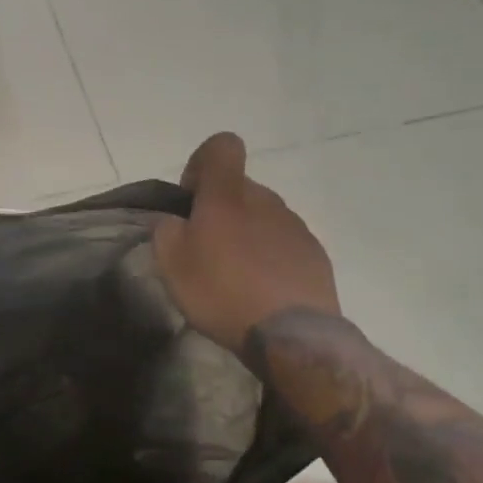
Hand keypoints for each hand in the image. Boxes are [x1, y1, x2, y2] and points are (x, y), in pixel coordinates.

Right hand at [153, 132, 340, 354]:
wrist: (290, 336)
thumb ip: (166, 230)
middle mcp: (265, 200)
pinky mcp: (315, 254)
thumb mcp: (170, 263)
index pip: (222, 146)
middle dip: (222, 208)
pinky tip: (262, 290)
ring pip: (263, 216)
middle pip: (240, 187)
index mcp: (228, 195)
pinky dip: (270, 258)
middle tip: (206, 248)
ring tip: (236, 275)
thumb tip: (176, 221)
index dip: (203, 162)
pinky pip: (284, 243)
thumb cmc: (221, 291)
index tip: (192, 197)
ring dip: (247, 234)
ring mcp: (295, 226)